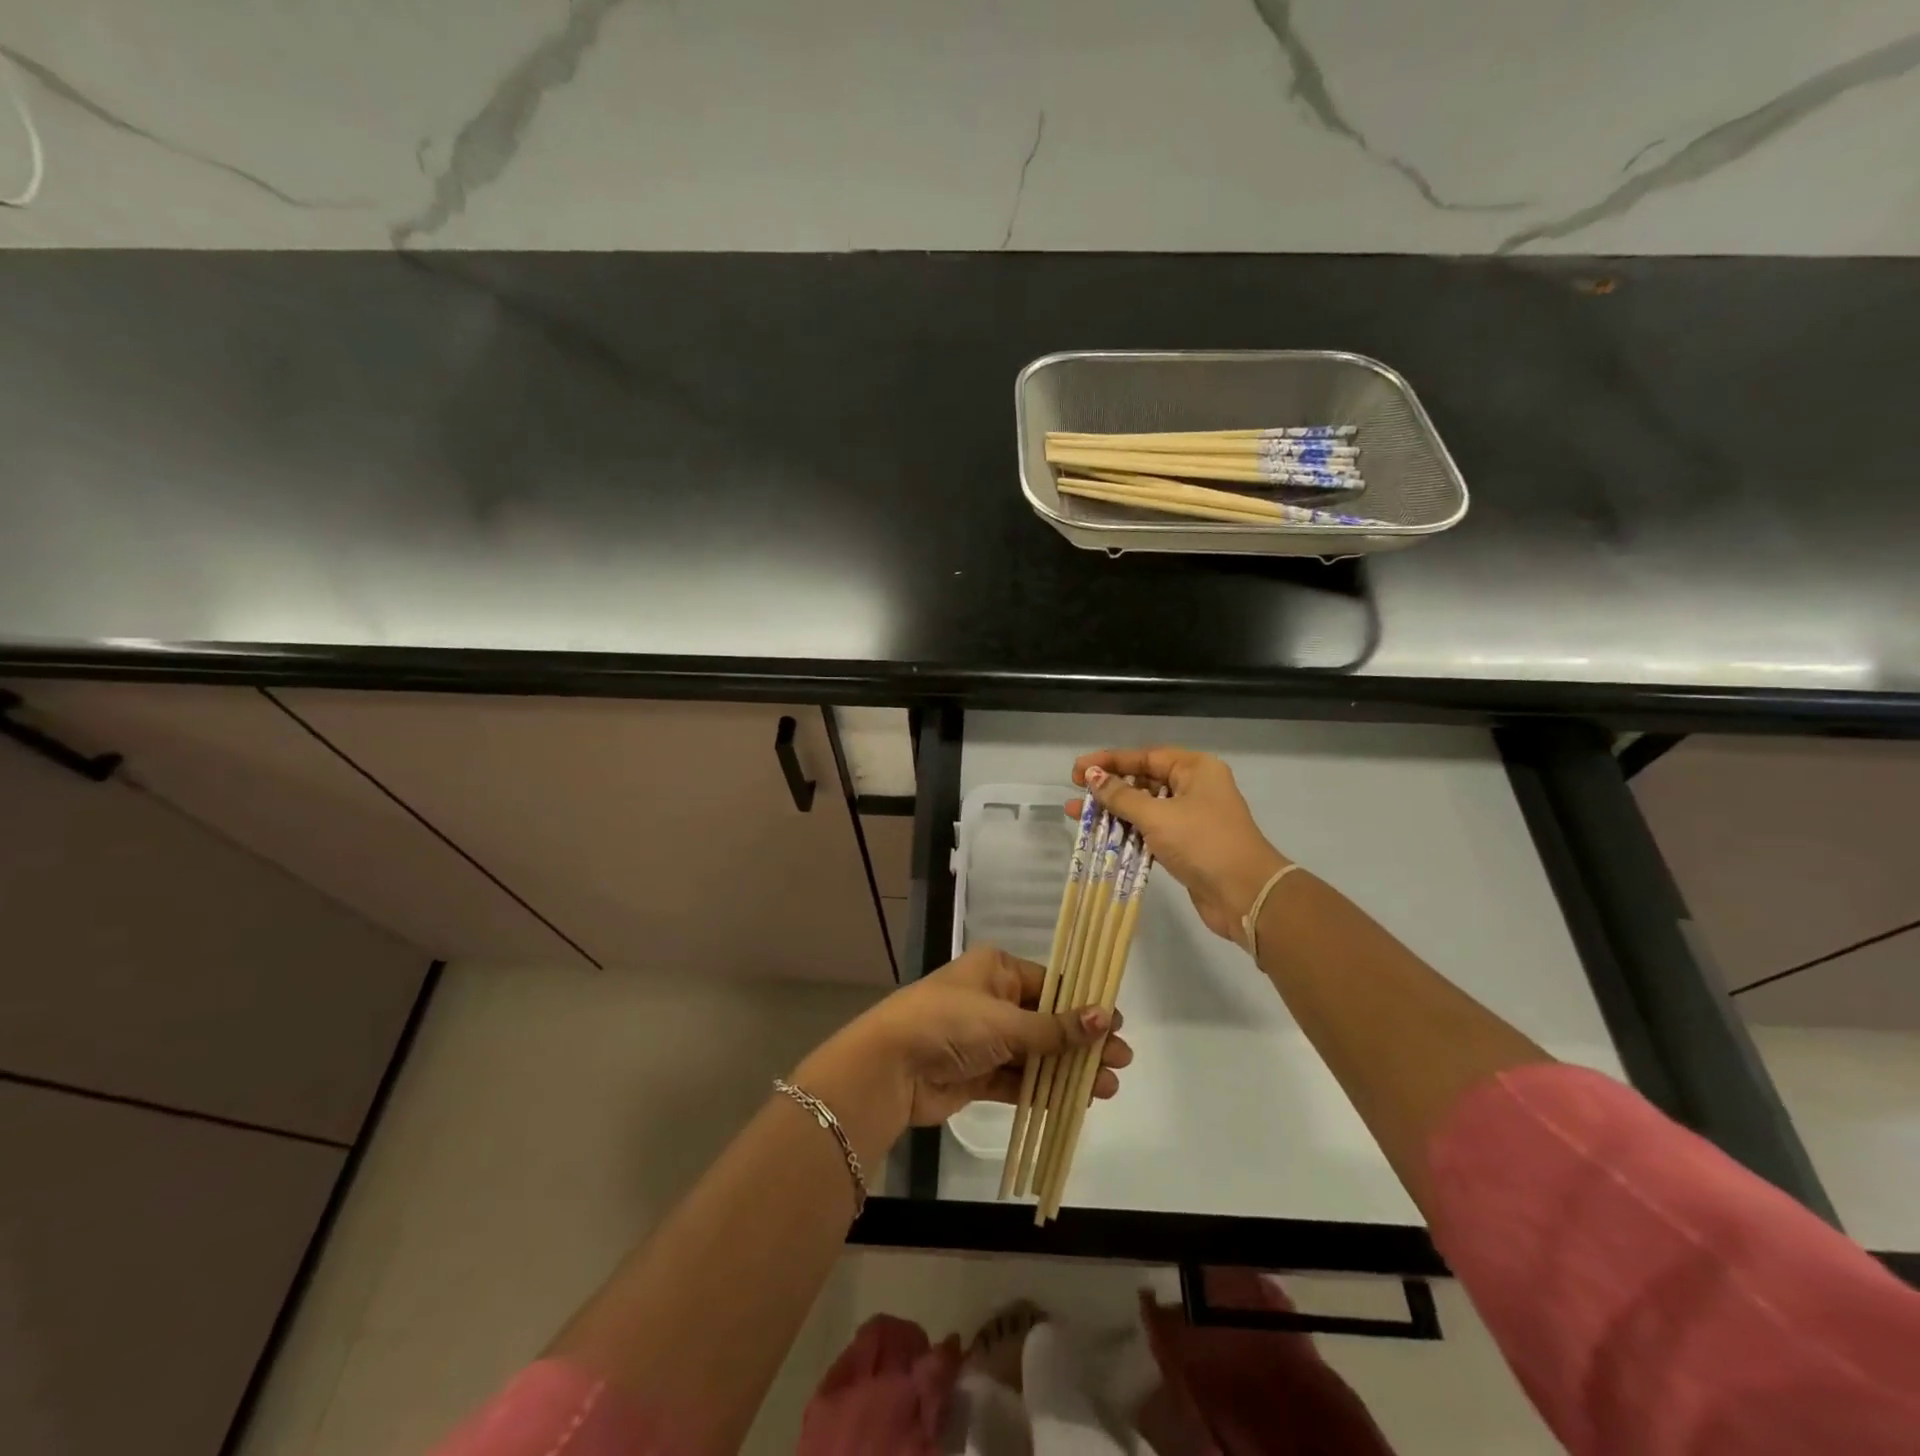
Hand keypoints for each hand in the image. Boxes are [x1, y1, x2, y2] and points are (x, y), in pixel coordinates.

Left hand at [795, 947, 1134, 1142]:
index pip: (1051, 984)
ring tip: (1108, 1087)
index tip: (1117, 1024)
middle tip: (1122, 1061)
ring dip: (1069, 1069)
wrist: (890, 1068)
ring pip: (1036, 1054)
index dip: (1084, 1004)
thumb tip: (1106, 1017)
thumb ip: (1055, 1028)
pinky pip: (1018, 1080)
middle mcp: (992, 999)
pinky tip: (1076, 1102)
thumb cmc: (949, 1023)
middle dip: (1083, 1042)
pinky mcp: (977, 1075)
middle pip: (1047, 1021)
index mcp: (997, 970)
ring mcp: (984, 1039)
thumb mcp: (1005, 1021)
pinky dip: (1044, 1090)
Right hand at [1072, 747, 1289, 944]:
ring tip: (1078, 816)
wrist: (1245, 895)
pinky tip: (1101, 838)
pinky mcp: (1185, 845)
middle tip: (1076, 793)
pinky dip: (1127, 833)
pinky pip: (1150, 832)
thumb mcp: (1157, 816)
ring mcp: (1191, 818)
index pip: (1144, 757)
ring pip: (1144, 808)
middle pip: (1143, 781)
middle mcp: (1194, 788)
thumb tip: (1092, 777)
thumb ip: (1121, 796)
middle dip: (1108, 788)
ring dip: (1113, 812)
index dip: (1109, 762)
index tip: (1077, 769)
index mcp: (1195, 769)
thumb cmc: (1202, 843)